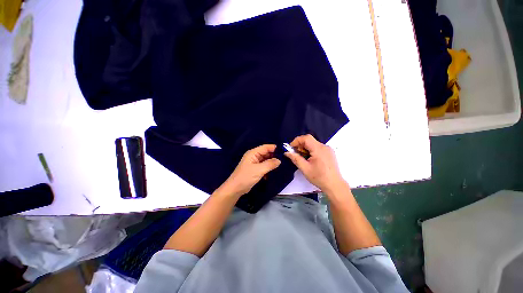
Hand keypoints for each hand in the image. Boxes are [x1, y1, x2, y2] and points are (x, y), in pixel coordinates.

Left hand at [216, 144, 280, 197]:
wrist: (236, 188)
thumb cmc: (246, 177)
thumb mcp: (259, 170)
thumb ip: (270, 164)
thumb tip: (279, 160)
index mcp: (253, 153)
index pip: (266, 147)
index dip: (275, 148)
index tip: (284, 151)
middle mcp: (254, 156)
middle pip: (266, 153)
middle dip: (275, 156)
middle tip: (285, 159)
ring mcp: (255, 163)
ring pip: (266, 160)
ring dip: (272, 162)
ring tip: (283, 164)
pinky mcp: (256, 169)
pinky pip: (264, 166)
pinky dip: (269, 168)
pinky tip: (275, 171)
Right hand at [284, 134, 345, 193]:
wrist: (334, 185)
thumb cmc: (319, 177)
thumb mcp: (305, 168)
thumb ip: (295, 158)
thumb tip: (287, 152)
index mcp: (319, 149)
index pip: (306, 138)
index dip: (297, 141)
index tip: (291, 148)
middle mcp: (324, 147)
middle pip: (309, 140)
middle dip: (300, 145)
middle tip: (295, 154)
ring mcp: (328, 149)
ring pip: (313, 144)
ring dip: (305, 148)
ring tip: (302, 158)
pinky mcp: (329, 153)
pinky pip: (317, 147)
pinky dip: (311, 150)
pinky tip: (309, 159)